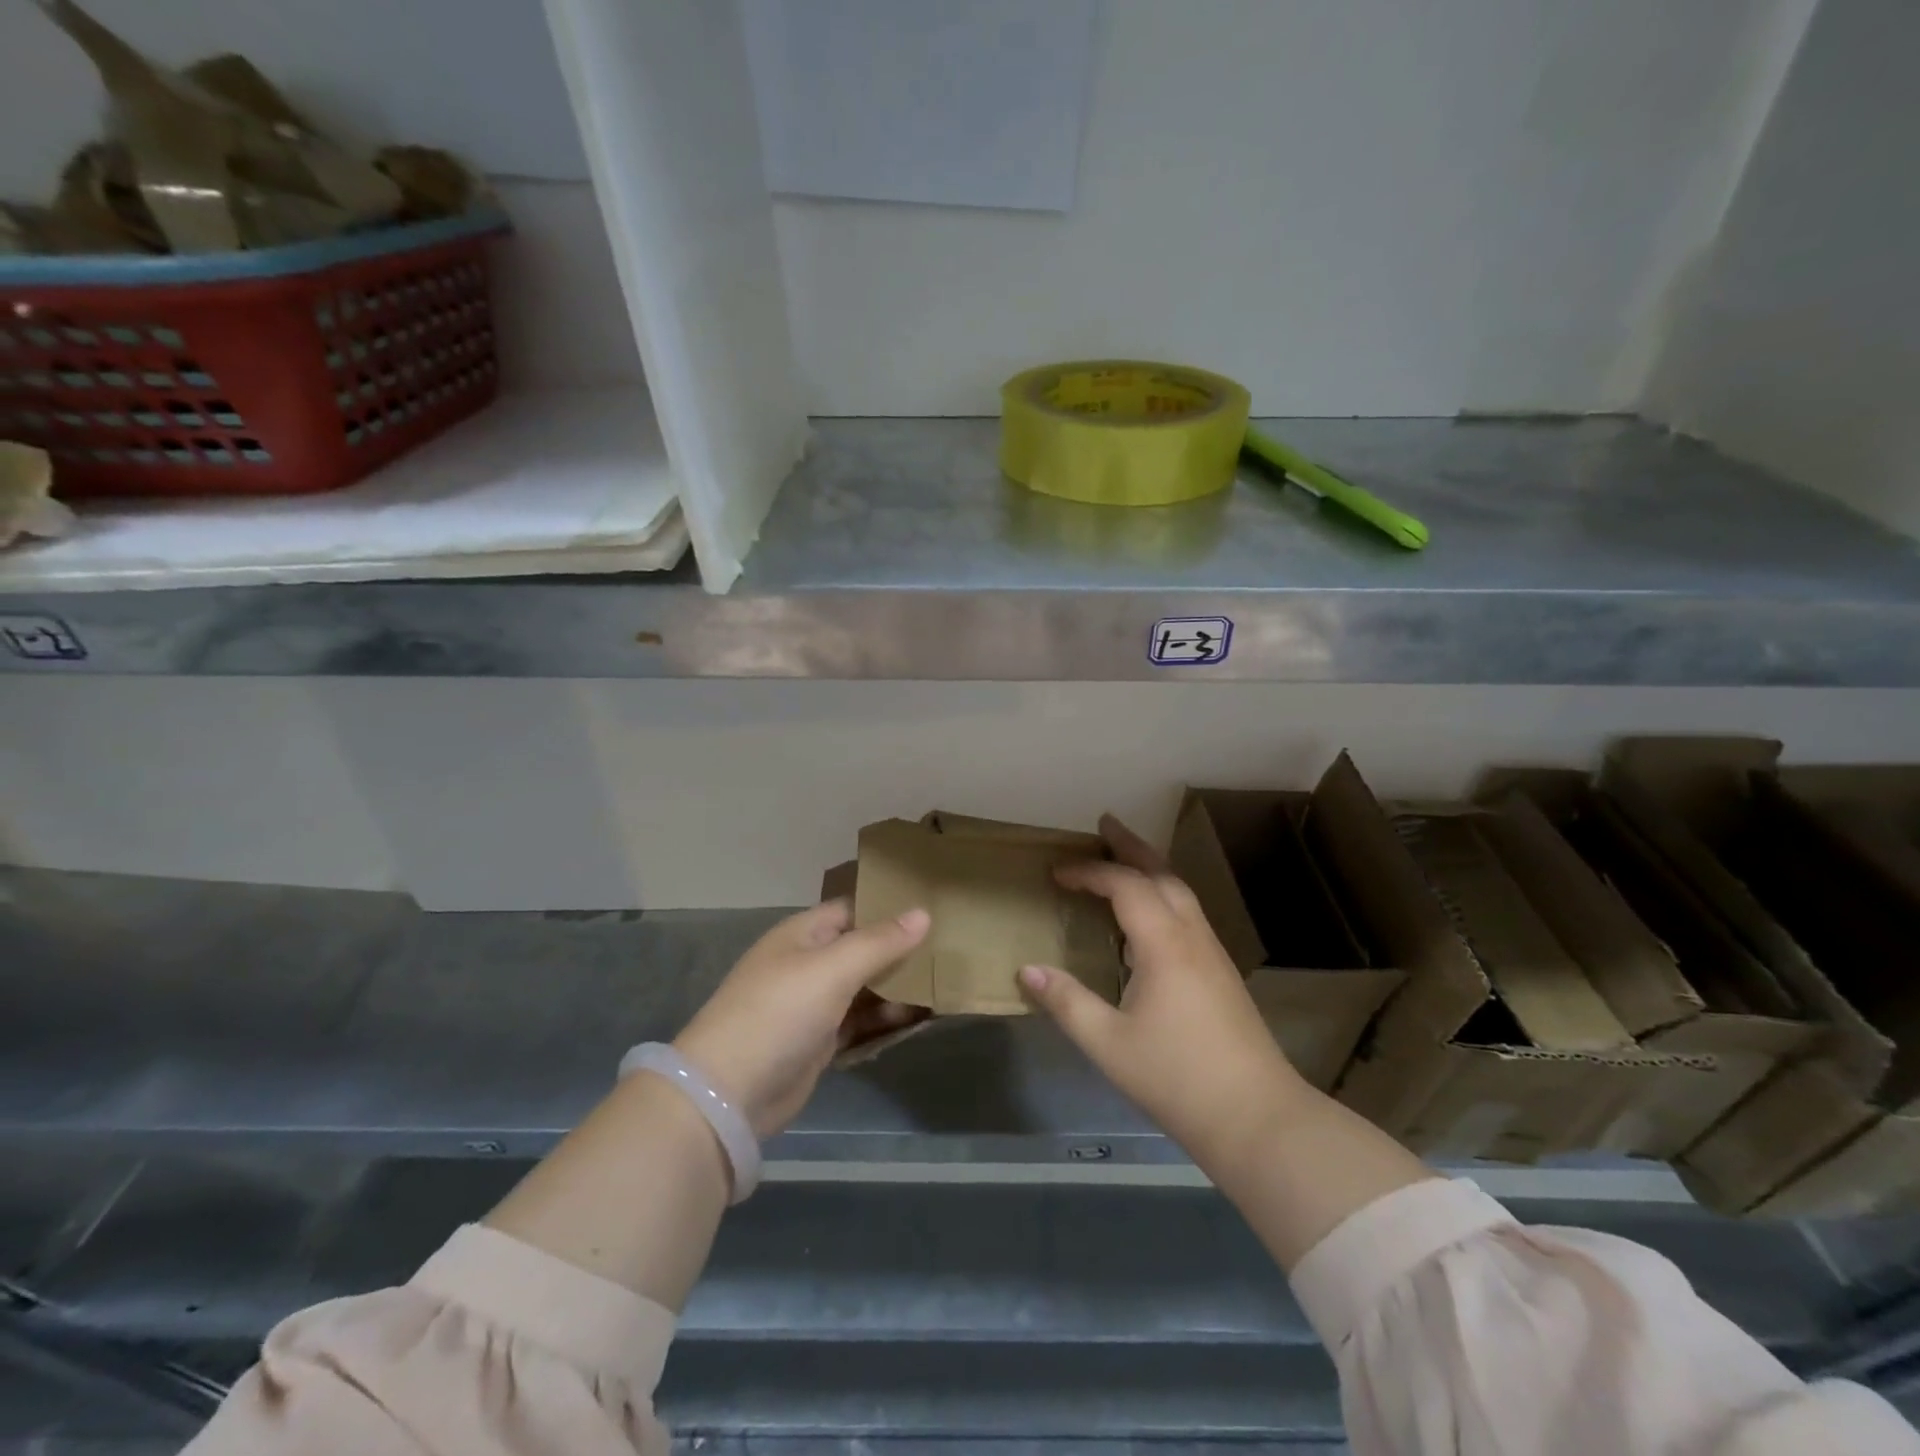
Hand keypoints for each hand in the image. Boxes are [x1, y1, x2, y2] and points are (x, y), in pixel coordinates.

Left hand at [675, 900, 930, 1137]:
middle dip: (901, 950)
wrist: (729, 1093)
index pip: (854, 909)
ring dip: (898, 988)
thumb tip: (923, 912)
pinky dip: (886, 1020)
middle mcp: (809, 963)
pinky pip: (861, 1022)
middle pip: (863, 949)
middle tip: (950, 949)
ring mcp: (813, 1004)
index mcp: (804, 934)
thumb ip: (880, 942)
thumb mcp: (833, 969)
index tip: (935, 908)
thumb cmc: (780, 1013)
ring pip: (865, 987)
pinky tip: (920, 1019)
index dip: (890, 908)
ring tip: (945, 985)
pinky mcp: (819, 1041)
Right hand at [1018, 814, 1306, 1170]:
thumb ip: (1066, 1002)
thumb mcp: (1108, 1044)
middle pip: (1162, 873)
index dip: (1090, 873)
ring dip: (1151, 867)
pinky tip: (1149, 916)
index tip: (1057, 874)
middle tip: (1105, 824)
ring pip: (1181, 891)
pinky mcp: (1221, 972)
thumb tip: (1026, 969)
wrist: (1258, 1118)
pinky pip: (1188, 913)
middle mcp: (1192, 936)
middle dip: (1131, 846)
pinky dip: (1162, 894)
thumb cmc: (1177, 1078)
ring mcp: (1212, 953)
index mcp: (1164, 944)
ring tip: (1124, 858)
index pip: (1125, 886)